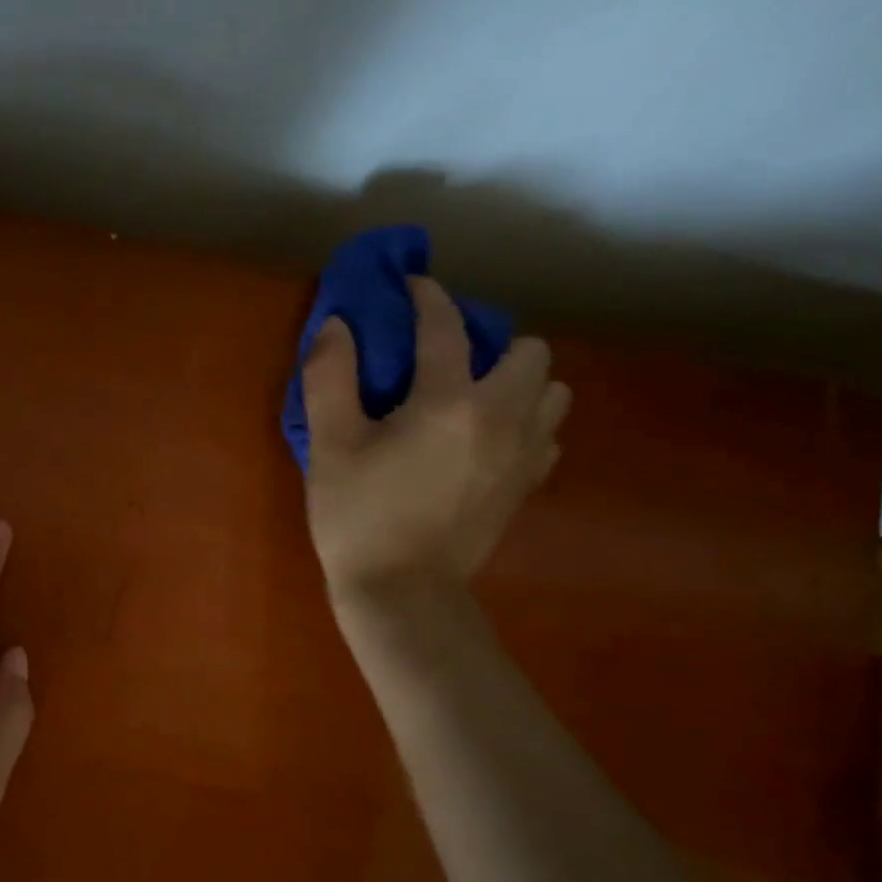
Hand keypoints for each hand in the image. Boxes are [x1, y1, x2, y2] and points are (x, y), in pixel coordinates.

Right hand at [302, 277, 569, 605]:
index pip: (446, 326)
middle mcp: (502, 417)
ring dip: (519, 383)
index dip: (428, 297)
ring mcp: (524, 454)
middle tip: (448, 364)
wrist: (402, 595)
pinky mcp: (527, 485)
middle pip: (530, 351)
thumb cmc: (359, 518)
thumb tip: (338, 325)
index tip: (412, 287)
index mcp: (449, 401)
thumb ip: (330, 377)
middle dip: (493, 344)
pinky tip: (485, 440)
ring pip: (551, 391)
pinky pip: (546, 434)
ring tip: (474, 400)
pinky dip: (524, 423)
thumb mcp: (330, 446)